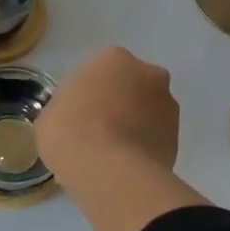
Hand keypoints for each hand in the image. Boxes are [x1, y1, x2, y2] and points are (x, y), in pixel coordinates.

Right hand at [37, 46, 179, 184]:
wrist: (109, 172)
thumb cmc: (70, 131)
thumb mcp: (51, 114)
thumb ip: (68, 106)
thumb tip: (76, 116)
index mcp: (113, 59)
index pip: (101, 70)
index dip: (89, 92)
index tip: (79, 113)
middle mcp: (148, 74)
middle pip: (131, 86)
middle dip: (120, 103)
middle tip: (97, 130)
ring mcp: (168, 106)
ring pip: (148, 112)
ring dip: (135, 125)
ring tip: (112, 154)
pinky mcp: (178, 138)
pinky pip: (156, 138)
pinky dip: (144, 148)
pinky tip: (125, 167)